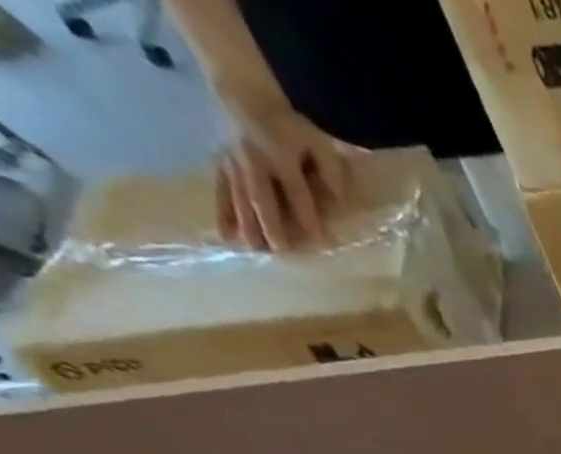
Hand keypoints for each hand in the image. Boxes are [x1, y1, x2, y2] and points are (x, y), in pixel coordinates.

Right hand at [214, 90, 353, 250]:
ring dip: (246, 224)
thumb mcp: (320, 144)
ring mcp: (233, 162)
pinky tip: (225, 235)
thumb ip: (332, 173)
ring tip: (254, 250)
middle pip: (262, 197)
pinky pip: (219, 190)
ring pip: (239, 197)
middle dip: (270, 224)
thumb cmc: (292, 127)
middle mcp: (253, 160)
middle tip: (280, 251)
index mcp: (280, 155)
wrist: (245, 95)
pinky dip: (222, 212)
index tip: (319, 242)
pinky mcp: (218, 163)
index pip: (297, 192)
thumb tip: (342, 204)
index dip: (308, 216)